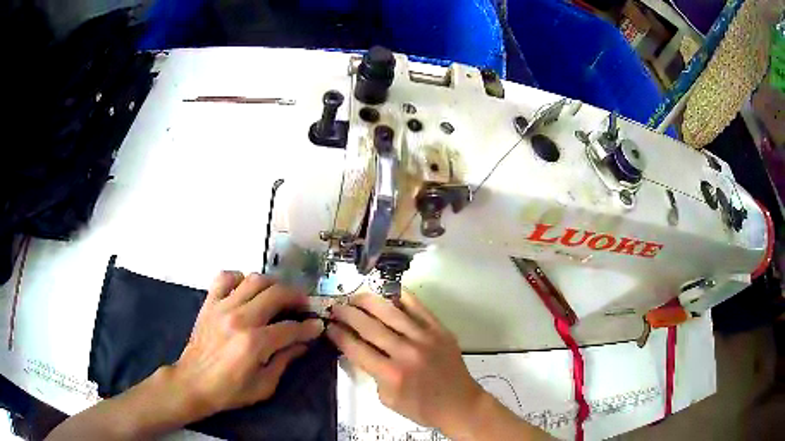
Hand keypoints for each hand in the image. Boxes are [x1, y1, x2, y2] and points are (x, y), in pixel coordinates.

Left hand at [167, 272, 323, 418]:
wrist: (193, 383)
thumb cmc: (230, 390)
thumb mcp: (264, 385)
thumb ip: (284, 360)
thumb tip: (303, 343)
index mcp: (255, 343)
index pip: (291, 328)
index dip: (309, 327)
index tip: (318, 325)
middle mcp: (240, 318)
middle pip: (276, 294)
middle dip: (296, 297)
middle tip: (303, 305)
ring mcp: (222, 306)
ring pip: (254, 280)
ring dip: (273, 284)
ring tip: (279, 295)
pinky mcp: (209, 303)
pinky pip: (225, 277)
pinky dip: (239, 278)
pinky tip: (246, 289)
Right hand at [326, 291, 483, 431]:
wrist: (459, 404)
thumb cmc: (421, 408)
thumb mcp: (387, 398)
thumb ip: (372, 373)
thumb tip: (359, 350)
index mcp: (391, 374)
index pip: (356, 349)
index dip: (338, 335)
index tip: (328, 326)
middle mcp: (406, 352)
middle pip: (370, 326)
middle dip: (348, 314)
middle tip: (336, 307)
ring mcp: (425, 338)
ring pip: (391, 312)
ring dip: (369, 301)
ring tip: (355, 296)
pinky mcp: (440, 330)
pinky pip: (418, 307)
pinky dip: (401, 297)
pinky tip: (387, 292)